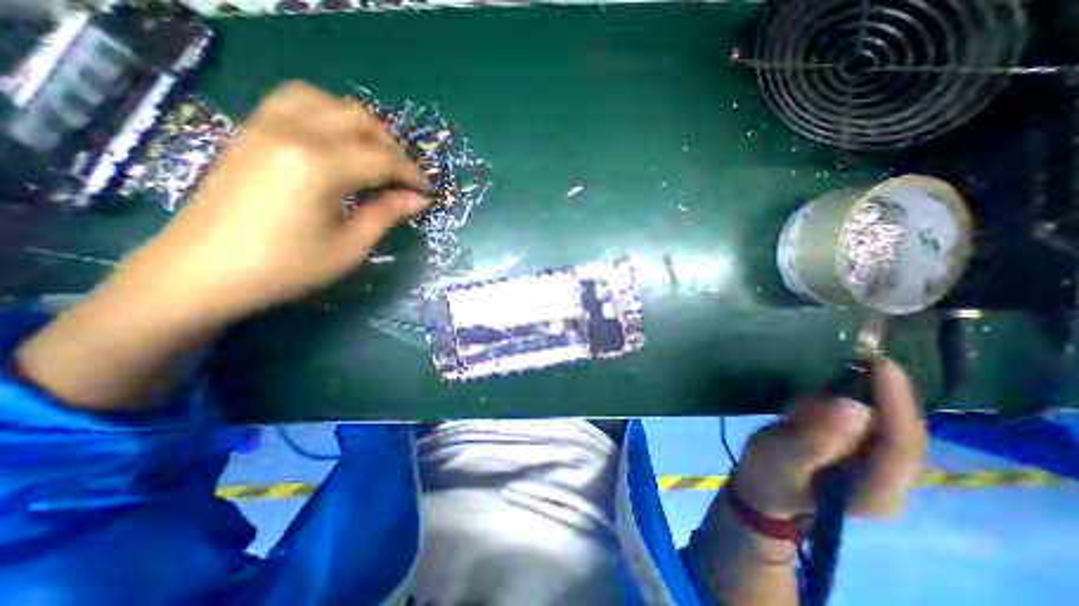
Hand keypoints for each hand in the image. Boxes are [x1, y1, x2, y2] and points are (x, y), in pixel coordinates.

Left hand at [121, 81, 430, 320]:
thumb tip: (418, 200)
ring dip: (361, 126)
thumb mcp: (350, 247)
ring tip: (375, 156)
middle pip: (359, 120)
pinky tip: (338, 144)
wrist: (203, 272)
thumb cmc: (286, 267)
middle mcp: (293, 132)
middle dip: (392, 147)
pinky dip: (328, 116)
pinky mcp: (251, 132)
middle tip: (405, 178)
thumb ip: (387, 214)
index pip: (382, 159)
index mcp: (319, 165)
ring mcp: (265, 126)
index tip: (427, 192)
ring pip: (328, 102)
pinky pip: (297, 103)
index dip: (412, 175)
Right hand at [733, 358, 926, 517]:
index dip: (895, 402)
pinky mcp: (862, 455)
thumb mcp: (781, 458)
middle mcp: (891, 482)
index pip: (901, 445)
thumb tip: (850, 405)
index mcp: (876, 491)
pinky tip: (845, 381)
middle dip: (888, 393)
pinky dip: (861, 398)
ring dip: (876, 393)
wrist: (761, 492)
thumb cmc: (766, 477)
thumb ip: (814, 438)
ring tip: (857, 362)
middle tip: (865, 356)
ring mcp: (878, 469)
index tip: (880, 364)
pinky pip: (872, 423)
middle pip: (904, 433)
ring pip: (891, 426)